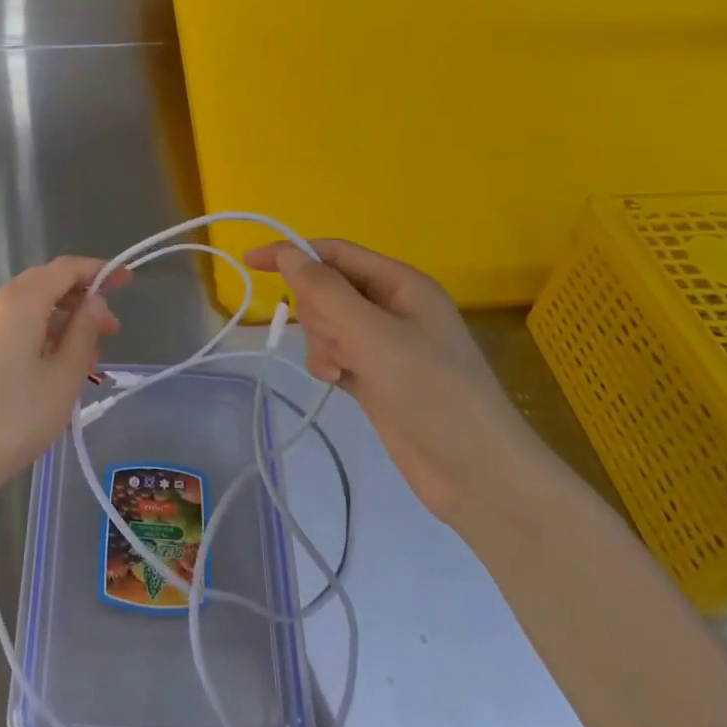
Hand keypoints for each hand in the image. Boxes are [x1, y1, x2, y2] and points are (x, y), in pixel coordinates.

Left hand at [0, 256, 129, 514]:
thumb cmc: (15, 419)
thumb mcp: (64, 377)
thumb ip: (84, 331)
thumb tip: (93, 301)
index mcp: (18, 302)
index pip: (64, 268)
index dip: (98, 270)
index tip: (126, 280)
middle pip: (43, 284)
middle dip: (80, 299)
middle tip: (110, 329)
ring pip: (25, 307)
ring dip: (59, 319)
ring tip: (86, 355)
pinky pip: (8, 325)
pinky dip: (36, 332)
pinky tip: (51, 364)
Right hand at [246, 239, 555, 527]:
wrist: (476, 473)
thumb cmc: (430, 391)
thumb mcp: (373, 334)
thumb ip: (325, 291)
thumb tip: (287, 253)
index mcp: (402, 284)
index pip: (335, 253)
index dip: (292, 253)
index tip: (250, 262)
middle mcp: (393, 307)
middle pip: (328, 289)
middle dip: (318, 313)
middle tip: (335, 341)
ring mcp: (386, 345)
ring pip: (328, 324)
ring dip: (323, 343)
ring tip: (340, 370)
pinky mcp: (378, 377)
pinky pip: (336, 353)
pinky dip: (329, 364)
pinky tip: (338, 383)